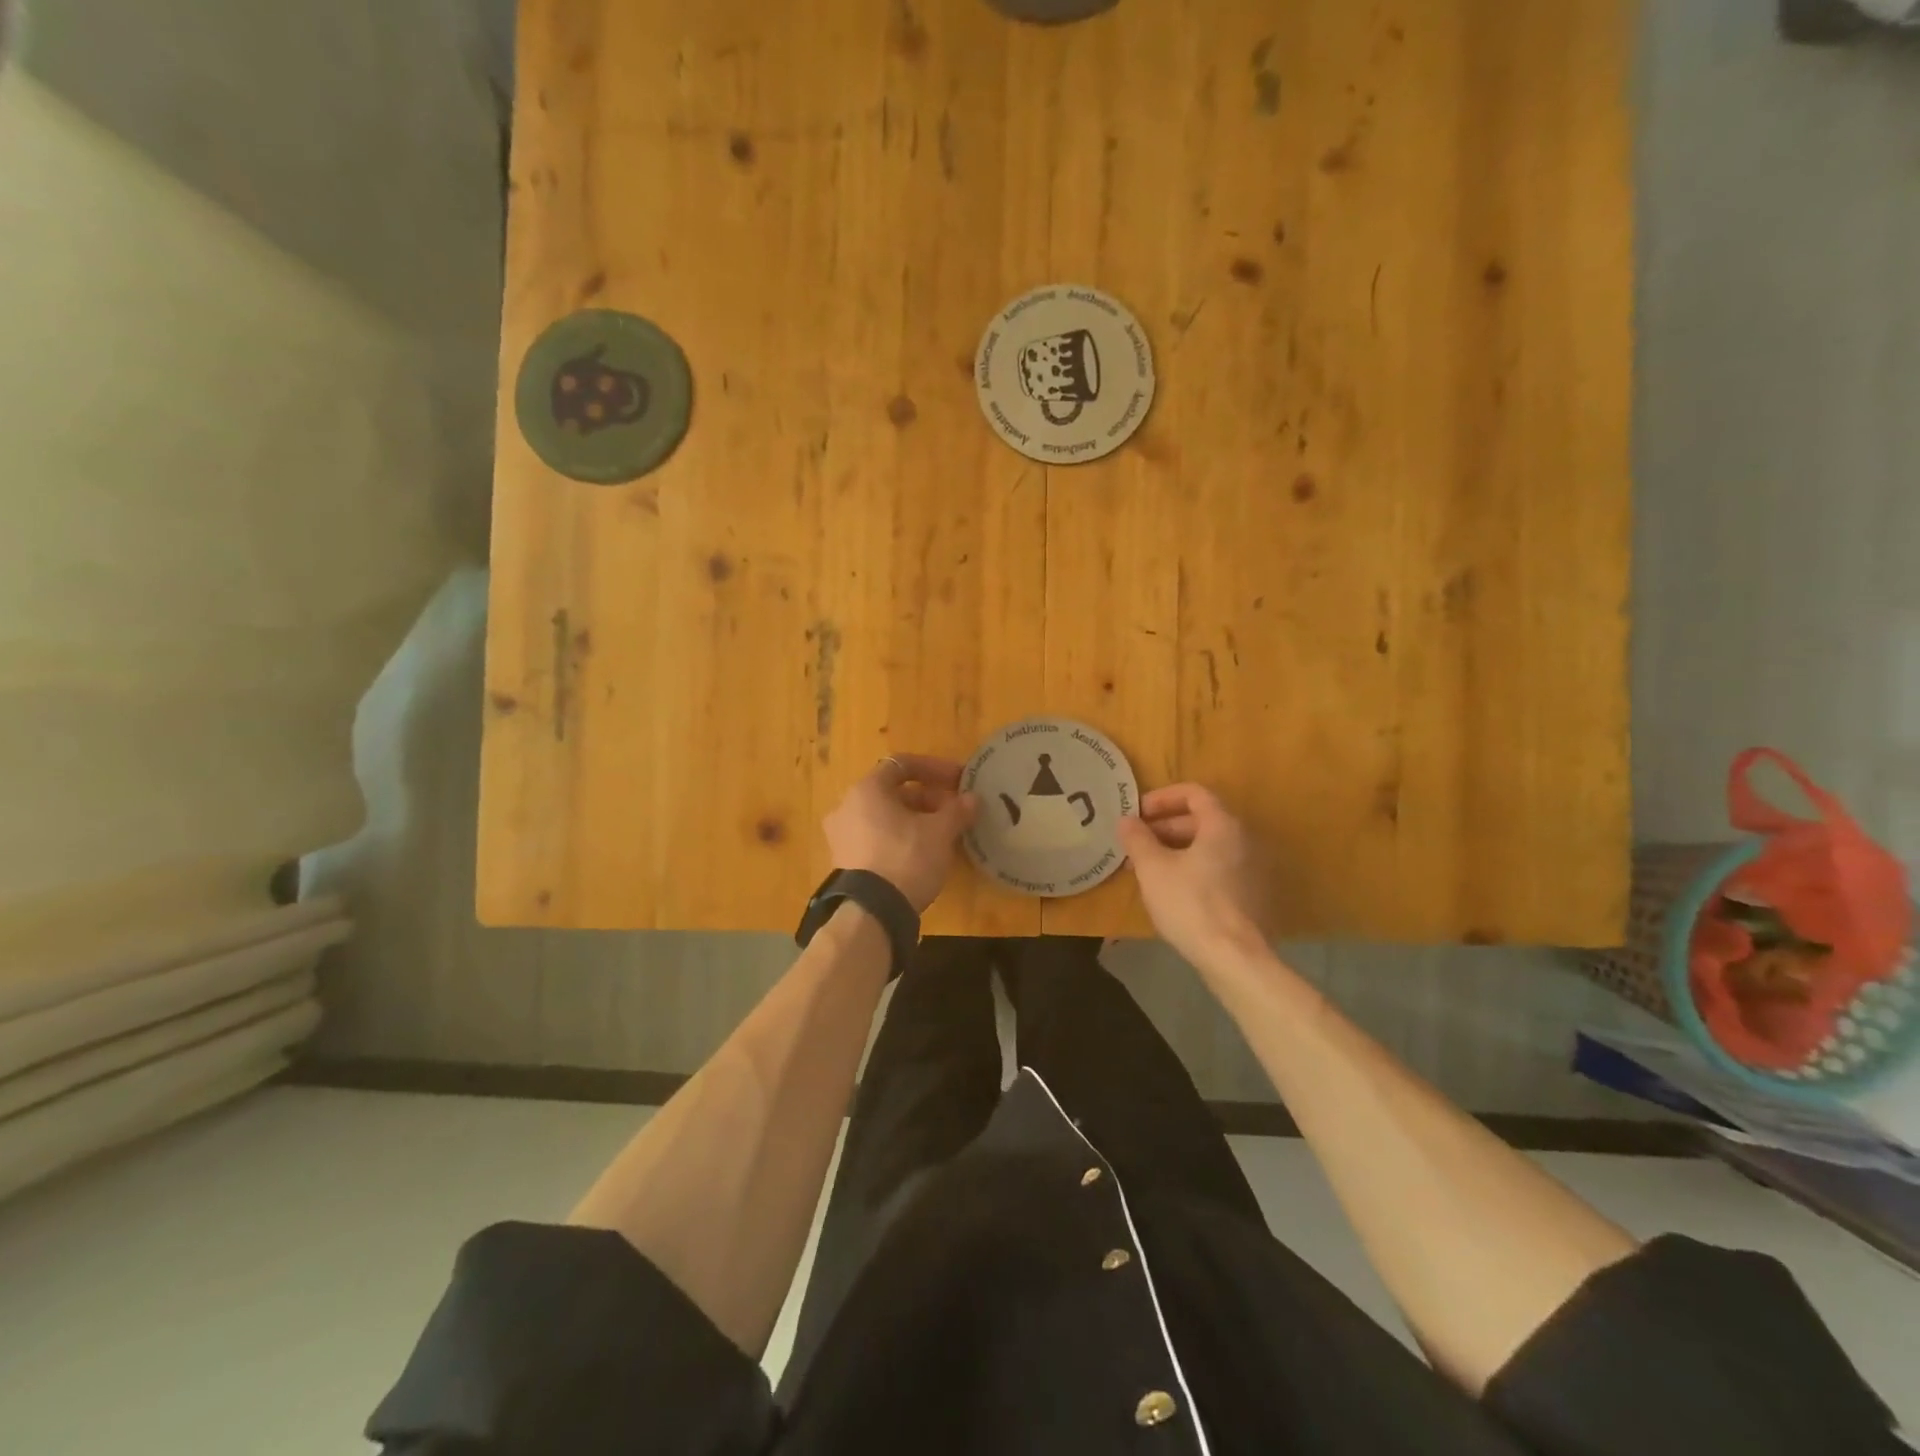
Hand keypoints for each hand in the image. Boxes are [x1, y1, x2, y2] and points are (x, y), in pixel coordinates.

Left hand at [824, 755, 978, 912]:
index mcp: (867, 789)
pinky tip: (922, 853)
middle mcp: (847, 806)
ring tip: (942, 833)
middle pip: (893, 792)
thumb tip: (972, 799)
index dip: (934, 768)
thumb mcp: (940, 832)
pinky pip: (876, 837)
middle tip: (955, 811)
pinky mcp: (844, 861)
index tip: (959, 780)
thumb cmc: (906, 858)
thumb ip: (957, 810)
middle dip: (928, 798)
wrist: (872, 912)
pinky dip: (899, 837)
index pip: (902, 764)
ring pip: (885, 816)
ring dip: (915, 818)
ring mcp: (841, 835)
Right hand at [1116, 784, 1270, 969]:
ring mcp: (1252, 869)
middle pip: (1201, 820)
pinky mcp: (1252, 895)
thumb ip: (1137, 839)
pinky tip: (1170, 890)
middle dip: (1164, 827)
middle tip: (1136, 843)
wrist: (1235, 958)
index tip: (1138, 814)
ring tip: (1147, 868)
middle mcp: (1243, 840)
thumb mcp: (1153, 868)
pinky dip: (1192, 868)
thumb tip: (1126, 820)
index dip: (1162, 798)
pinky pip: (1218, 868)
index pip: (1194, 793)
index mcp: (1222, 825)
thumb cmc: (1191, 904)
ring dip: (1175, 850)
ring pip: (1208, 847)